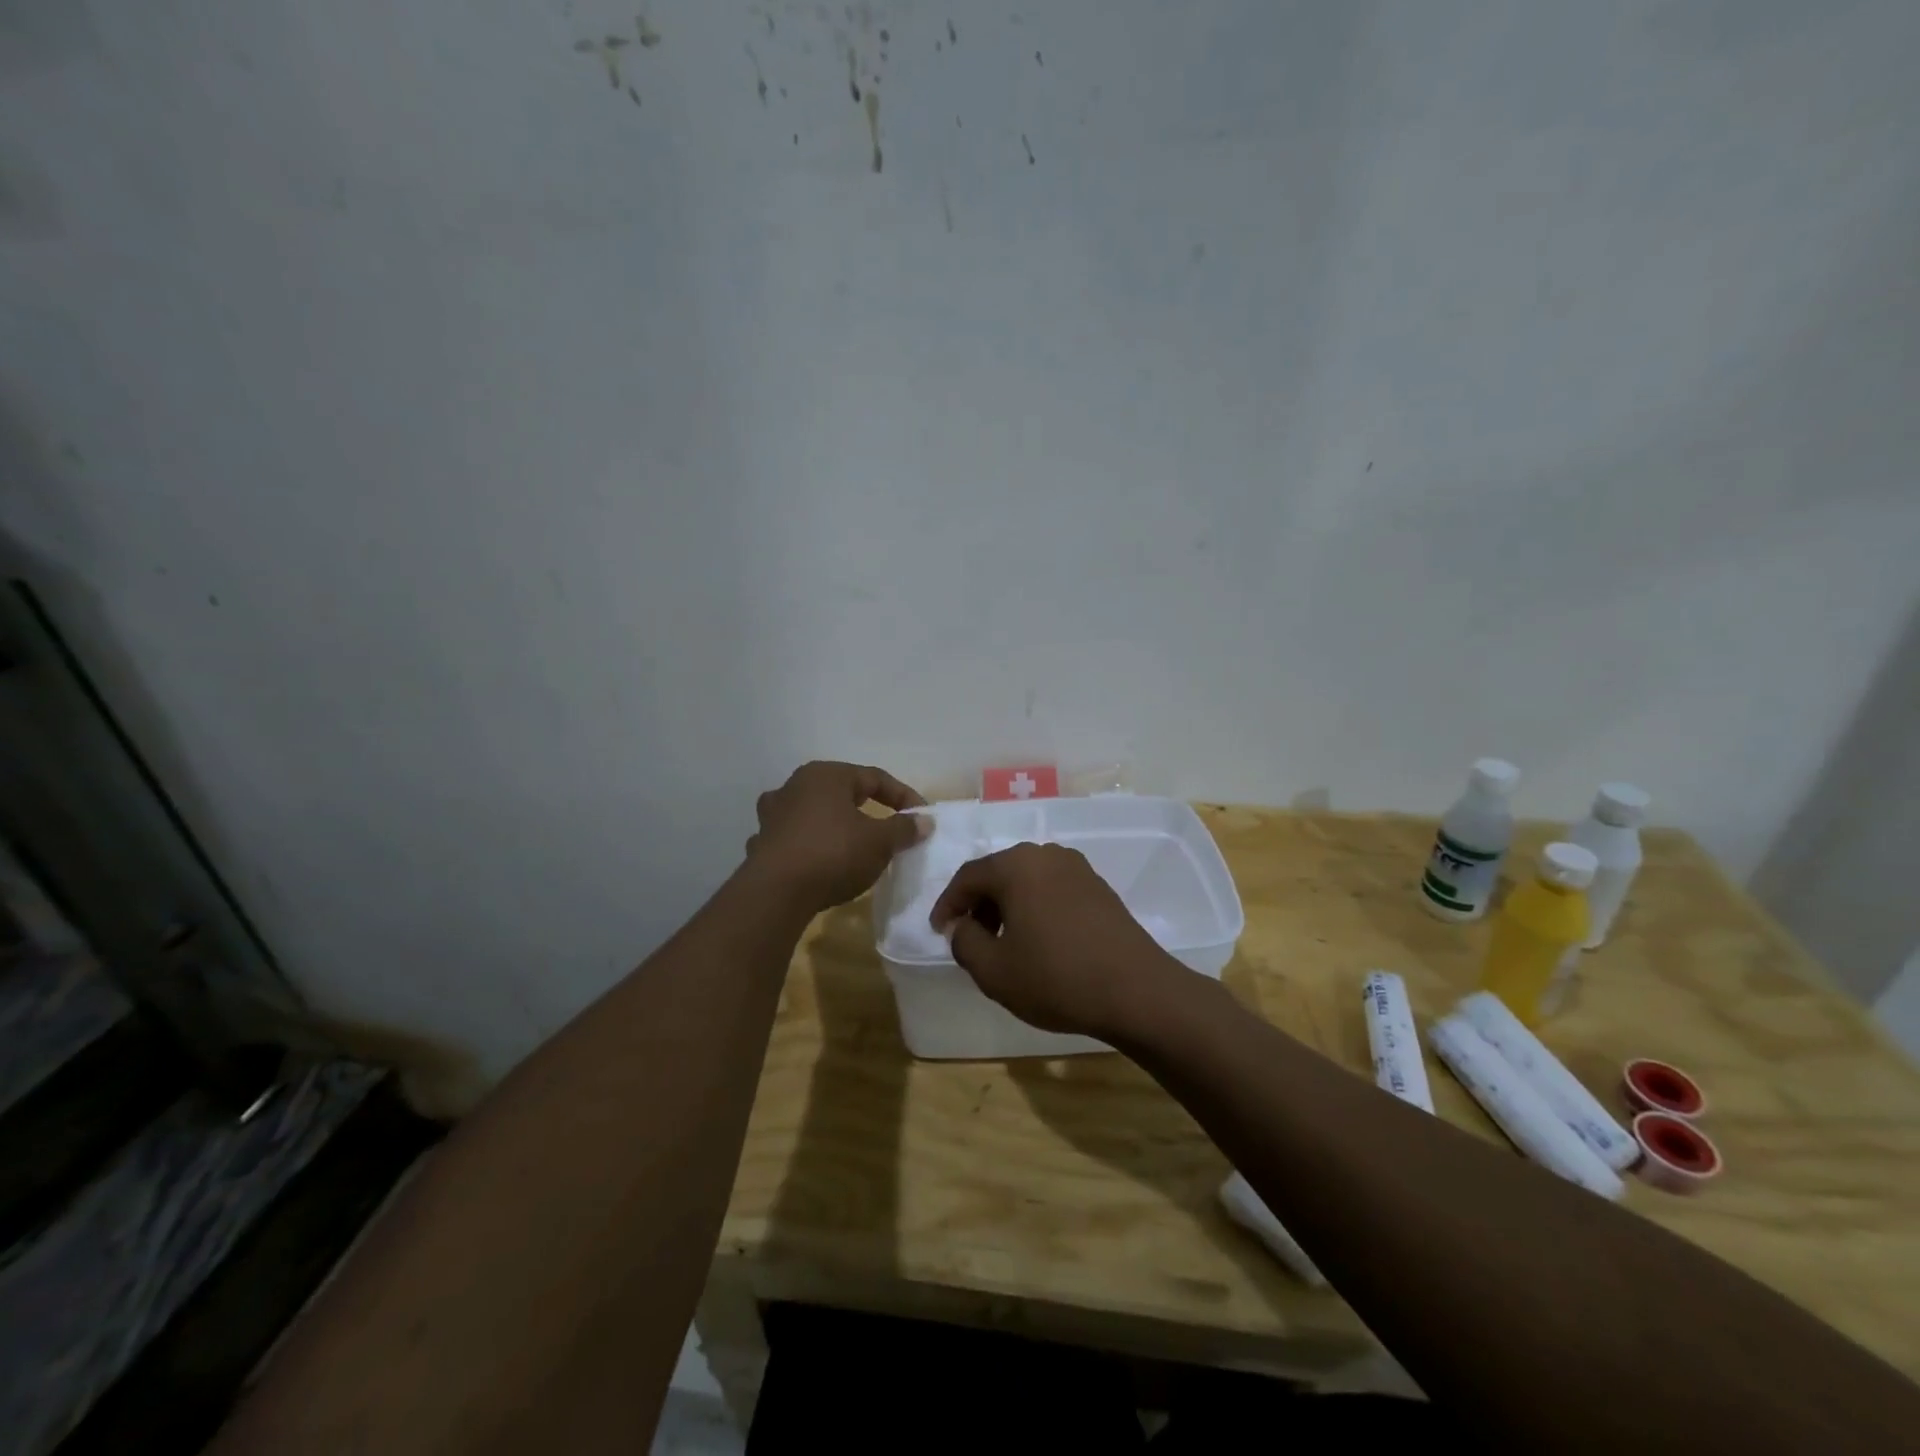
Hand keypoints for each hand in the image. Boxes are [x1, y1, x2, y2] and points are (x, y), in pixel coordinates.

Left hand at [746, 762, 929, 911]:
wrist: (776, 893)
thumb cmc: (833, 854)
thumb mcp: (879, 842)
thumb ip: (903, 828)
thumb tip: (924, 821)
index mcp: (826, 775)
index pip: (874, 778)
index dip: (902, 796)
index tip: (920, 817)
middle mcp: (795, 785)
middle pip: (840, 792)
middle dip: (866, 808)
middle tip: (886, 827)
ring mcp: (772, 814)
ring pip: (812, 813)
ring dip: (831, 824)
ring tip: (848, 842)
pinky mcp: (761, 843)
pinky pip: (793, 838)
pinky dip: (808, 846)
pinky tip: (816, 862)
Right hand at [931, 842, 1190, 1041]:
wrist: (1136, 990)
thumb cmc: (1055, 977)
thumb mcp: (993, 970)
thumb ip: (964, 942)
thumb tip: (961, 925)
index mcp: (1015, 865)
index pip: (968, 876)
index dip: (948, 904)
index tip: (939, 931)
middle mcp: (1045, 854)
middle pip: (999, 874)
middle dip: (979, 904)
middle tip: (970, 938)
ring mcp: (1077, 868)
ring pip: (1027, 881)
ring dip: (1008, 906)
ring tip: (1003, 943)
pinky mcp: (1098, 887)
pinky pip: (1052, 889)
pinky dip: (1035, 908)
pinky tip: (1039, 940)